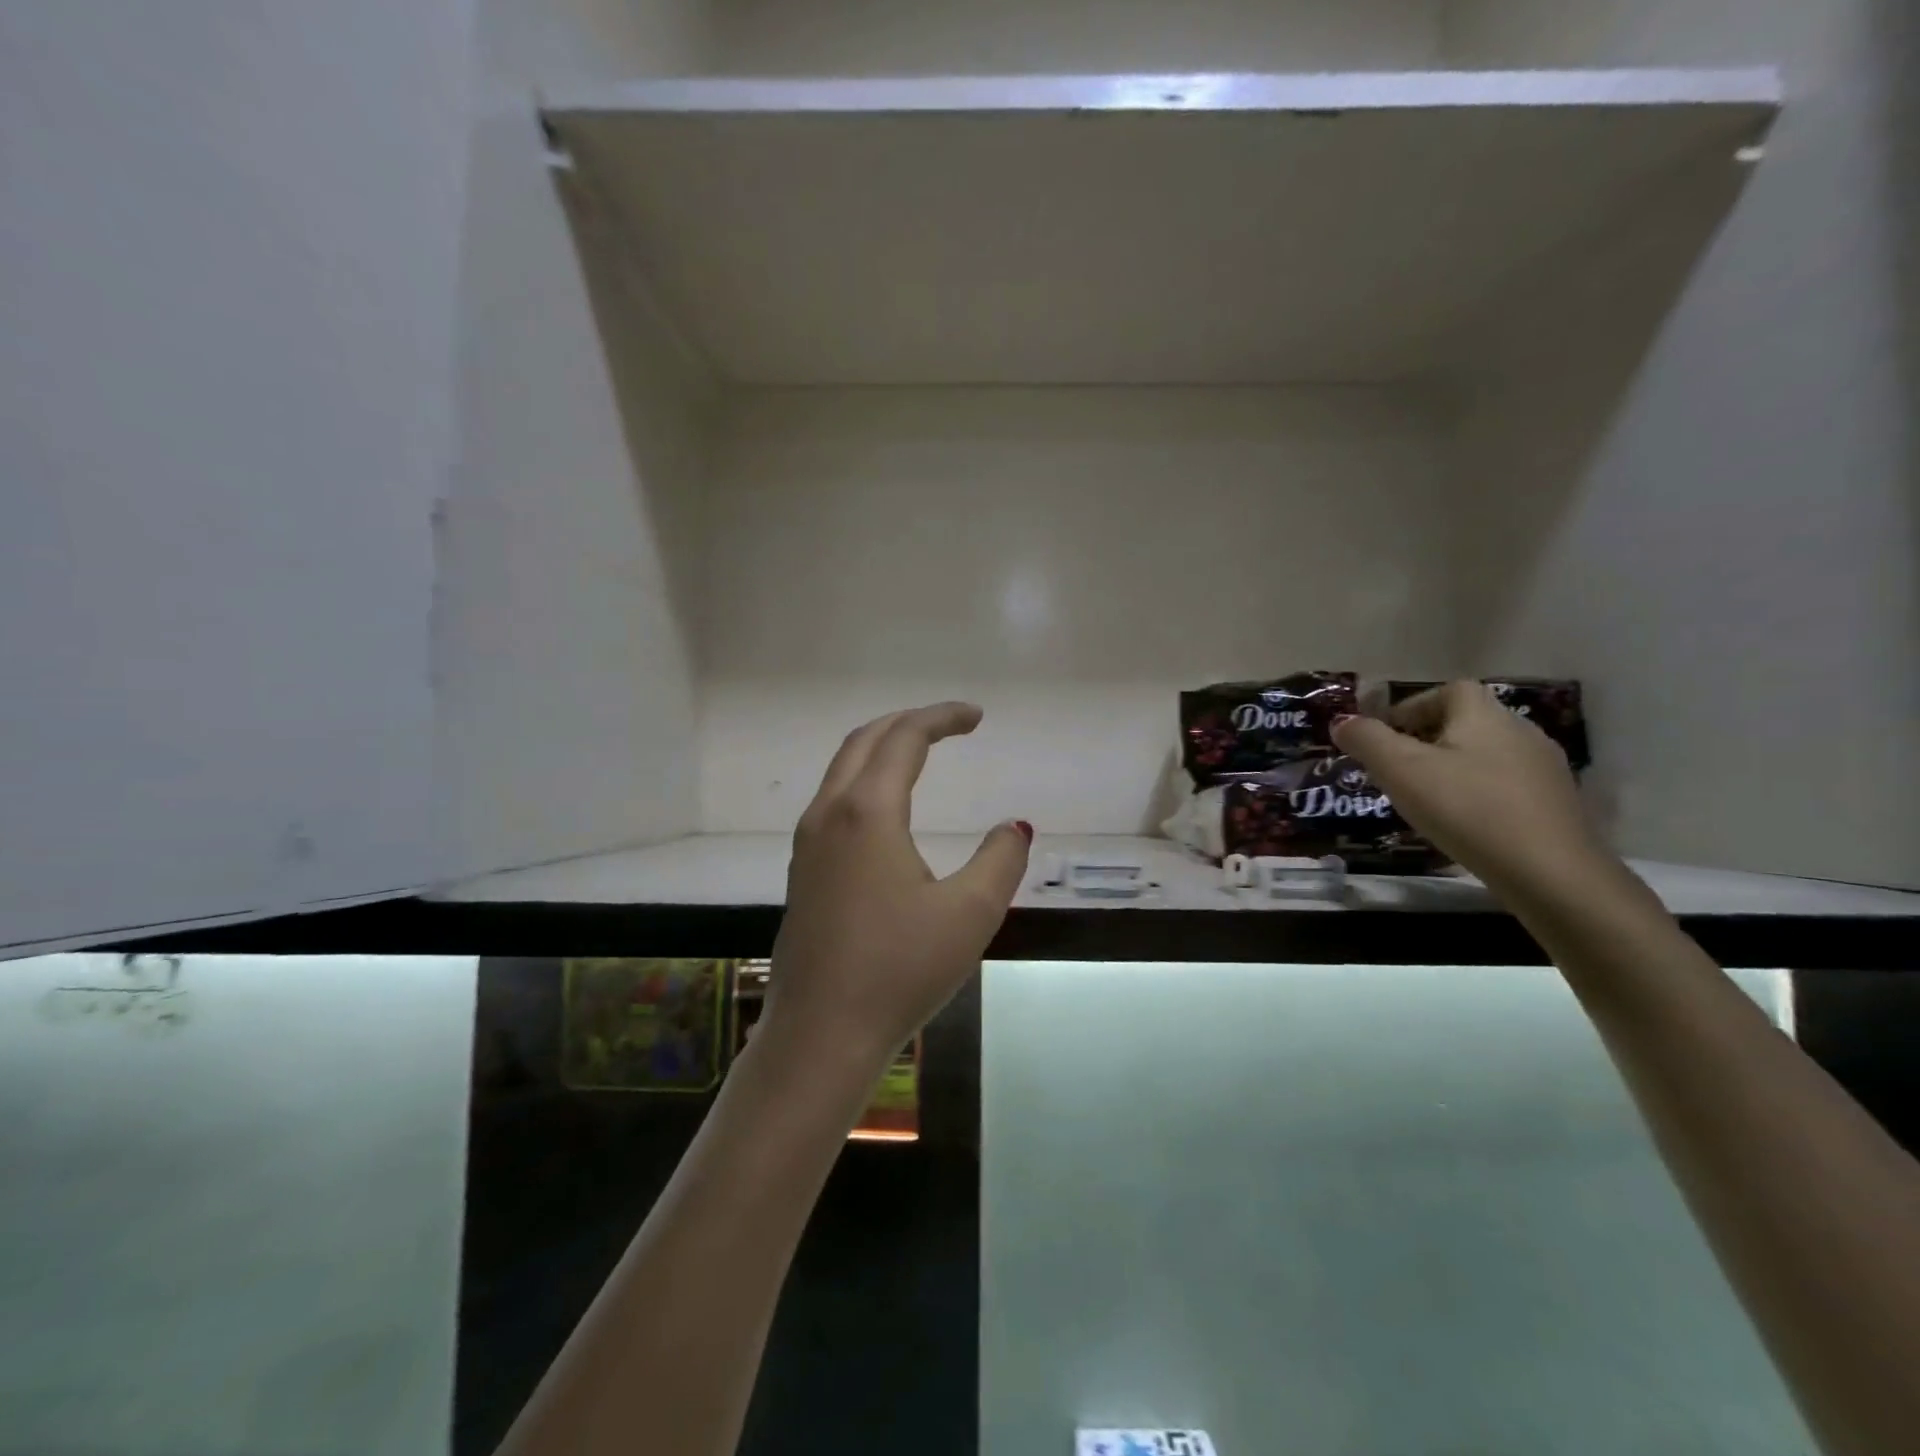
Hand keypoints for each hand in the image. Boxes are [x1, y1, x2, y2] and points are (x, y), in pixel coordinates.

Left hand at [760, 702, 1031, 1071]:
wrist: (820, 1035)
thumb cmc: (899, 970)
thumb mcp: (970, 914)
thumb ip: (1000, 860)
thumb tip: (1013, 827)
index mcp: (867, 812)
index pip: (905, 738)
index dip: (942, 717)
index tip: (977, 717)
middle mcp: (829, 814)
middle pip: (864, 740)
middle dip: (908, 722)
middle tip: (950, 725)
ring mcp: (808, 843)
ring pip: (841, 769)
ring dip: (881, 748)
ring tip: (921, 753)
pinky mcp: (802, 870)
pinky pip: (833, 800)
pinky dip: (864, 779)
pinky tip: (887, 807)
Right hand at [1331, 680, 1612, 900]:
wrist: (1551, 873)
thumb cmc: (1468, 809)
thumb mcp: (1401, 771)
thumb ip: (1367, 741)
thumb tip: (1342, 722)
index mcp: (1484, 715)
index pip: (1448, 691)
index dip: (1413, 707)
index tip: (1386, 736)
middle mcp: (1520, 731)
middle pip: (1467, 722)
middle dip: (1428, 739)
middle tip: (1397, 770)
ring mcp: (1544, 769)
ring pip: (1486, 755)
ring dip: (1453, 767)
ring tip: (1426, 799)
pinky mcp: (1556, 804)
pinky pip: (1506, 785)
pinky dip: (1479, 793)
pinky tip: (1464, 822)